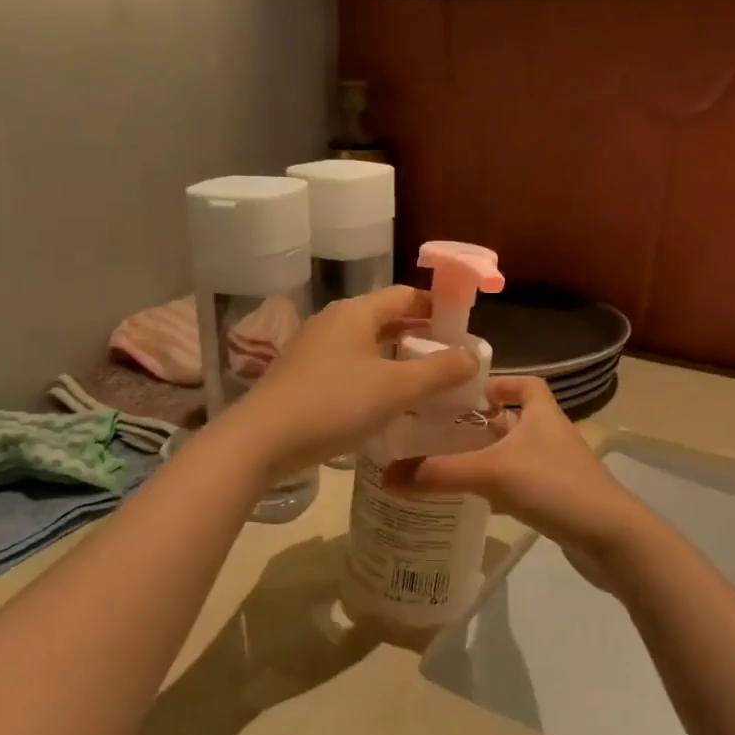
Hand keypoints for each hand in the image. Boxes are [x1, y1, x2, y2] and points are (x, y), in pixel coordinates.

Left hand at [223, 286, 476, 478]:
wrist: (262, 439)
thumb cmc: (334, 405)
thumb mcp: (395, 389)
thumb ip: (438, 371)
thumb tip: (472, 356)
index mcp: (356, 312)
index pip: (406, 295)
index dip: (437, 307)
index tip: (462, 329)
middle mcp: (333, 321)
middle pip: (385, 318)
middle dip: (418, 335)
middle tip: (449, 360)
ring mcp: (312, 348)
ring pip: (365, 344)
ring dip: (395, 358)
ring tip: (423, 382)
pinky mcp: (301, 375)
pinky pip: (347, 365)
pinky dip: (372, 375)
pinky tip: (383, 402)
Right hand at [380, 375, 649, 583]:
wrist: (612, 539)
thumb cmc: (555, 487)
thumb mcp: (492, 473)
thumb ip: (439, 473)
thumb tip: (386, 475)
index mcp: (543, 414)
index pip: (526, 384)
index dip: (499, 383)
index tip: (465, 393)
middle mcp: (551, 436)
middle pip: (515, 420)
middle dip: (481, 423)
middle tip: (440, 430)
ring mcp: (557, 470)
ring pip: (516, 454)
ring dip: (488, 456)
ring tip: (447, 463)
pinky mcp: (558, 500)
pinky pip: (522, 484)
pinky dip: (500, 487)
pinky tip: (475, 500)